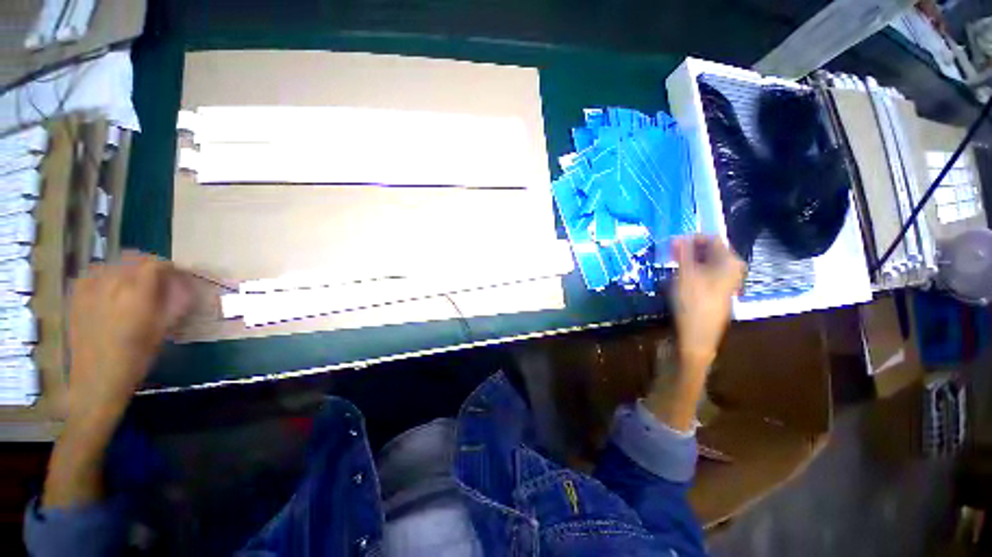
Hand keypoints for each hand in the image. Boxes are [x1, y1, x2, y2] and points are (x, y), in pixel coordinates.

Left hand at [67, 252, 192, 421]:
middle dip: (148, 265)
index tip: (177, 275)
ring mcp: (89, 290)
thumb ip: (174, 304)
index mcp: (136, 294)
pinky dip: (105, 274)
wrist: (97, 380)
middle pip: (132, 259)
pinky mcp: (76, 297)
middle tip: (158, 278)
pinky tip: (110, 288)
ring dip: (127, 268)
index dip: (168, 267)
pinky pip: (93, 274)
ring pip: (111, 264)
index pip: (154, 265)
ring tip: (134, 282)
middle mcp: (111, 285)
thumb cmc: (136, 358)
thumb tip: (186, 286)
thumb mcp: (162, 331)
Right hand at [670, 235, 744, 367]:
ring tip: (673, 264)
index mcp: (729, 261)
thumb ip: (682, 253)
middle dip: (690, 249)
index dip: (691, 238)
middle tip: (670, 253)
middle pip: (711, 250)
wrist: (697, 335)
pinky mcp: (720, 291)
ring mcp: (728, 281)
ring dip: (690, 260)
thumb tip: (677, 237)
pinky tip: (682, 277)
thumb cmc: (692, 302)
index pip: (712, 238)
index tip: (672, 243)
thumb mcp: (684, 274)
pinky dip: (695, 270)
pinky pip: (708, 272)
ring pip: (708, 262)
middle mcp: (733, 268)